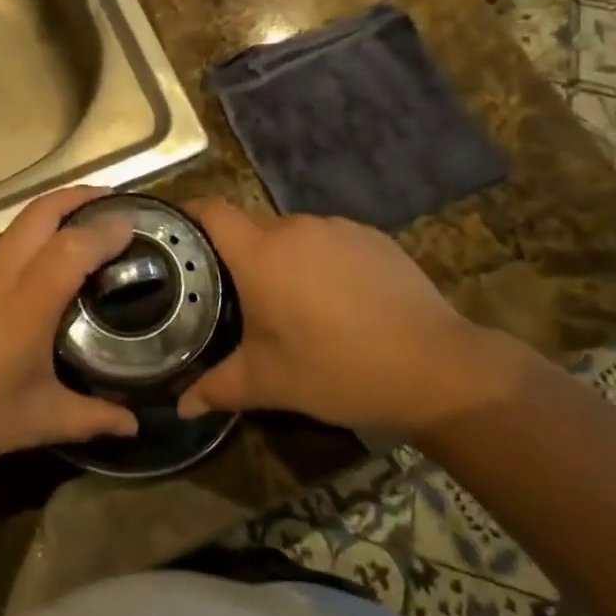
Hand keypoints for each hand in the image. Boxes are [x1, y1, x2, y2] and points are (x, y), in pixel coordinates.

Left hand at [0, 188, 138, 480]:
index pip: (75, 245)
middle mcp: (0, 270)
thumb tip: (133, 425)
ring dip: (53, 216)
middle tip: (112, 202)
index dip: (107, 229)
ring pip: (19, 224)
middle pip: (43, 210)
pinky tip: (33, 273)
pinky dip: (27, 241)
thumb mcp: (32, 422)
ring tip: (80, 234)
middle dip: (80, 196)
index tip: (135, 223)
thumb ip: (88, 418)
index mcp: (26, 300)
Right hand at [177, 199, 500, 435]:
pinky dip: (323, 260)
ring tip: (295, 302)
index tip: (179, 236)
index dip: (191, 215)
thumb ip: (219, 387)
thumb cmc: (339, 370)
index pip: (212, 210)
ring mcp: (337, 227)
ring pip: (293, 234)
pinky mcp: (372, 236)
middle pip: (251, 226)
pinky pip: (330, 240)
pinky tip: (341, 301)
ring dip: (284, 258)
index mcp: (261, 254)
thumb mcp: (271, 383)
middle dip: (240, 253)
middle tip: (239, 294)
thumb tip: (181, 405)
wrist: (436, 367)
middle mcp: (294, 227)